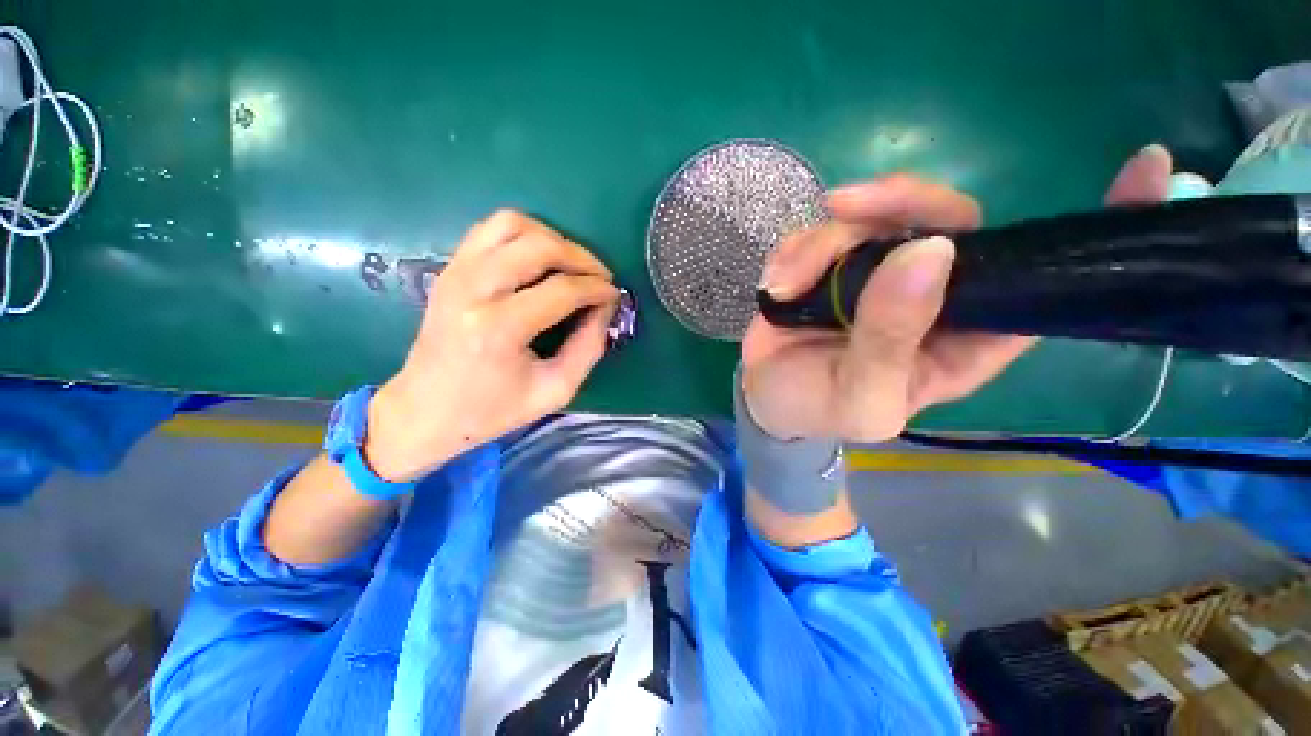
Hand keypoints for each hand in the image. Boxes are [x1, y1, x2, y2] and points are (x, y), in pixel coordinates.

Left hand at [366, 210, 618, 480]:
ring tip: (572, 265)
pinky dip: (524, 235)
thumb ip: (588, 347)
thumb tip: (605, 307)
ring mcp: (456, 272)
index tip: (614, 295)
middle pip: (540, 246)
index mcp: (498, 329)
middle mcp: (473, 290)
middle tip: (600, 278)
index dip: (597, 288)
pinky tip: (540, 259)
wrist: (426, 410)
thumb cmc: (493, 409)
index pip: (562, 290)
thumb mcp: (555, 390)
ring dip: (553, 238)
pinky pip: (491, 229)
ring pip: (513, 224)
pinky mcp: (450, 268)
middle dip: (582, 258)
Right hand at [741, 144, 1173, 441]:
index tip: (1150, 166)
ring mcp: (877, 273)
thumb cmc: (819, 409)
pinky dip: (794, 252)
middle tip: (847, 207)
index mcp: (965, 337)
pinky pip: (821, 231)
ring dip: (823, 242)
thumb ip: (891, 341)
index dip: (1103, 227)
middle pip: (949, 220)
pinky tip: (776, 286)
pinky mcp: (830, 264)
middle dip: (902, 203)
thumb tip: (928, 254)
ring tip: (785, 285)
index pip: (1046, 281)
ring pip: (875, 217)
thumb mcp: (860, 398)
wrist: (768, 398)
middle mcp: (932, 293)